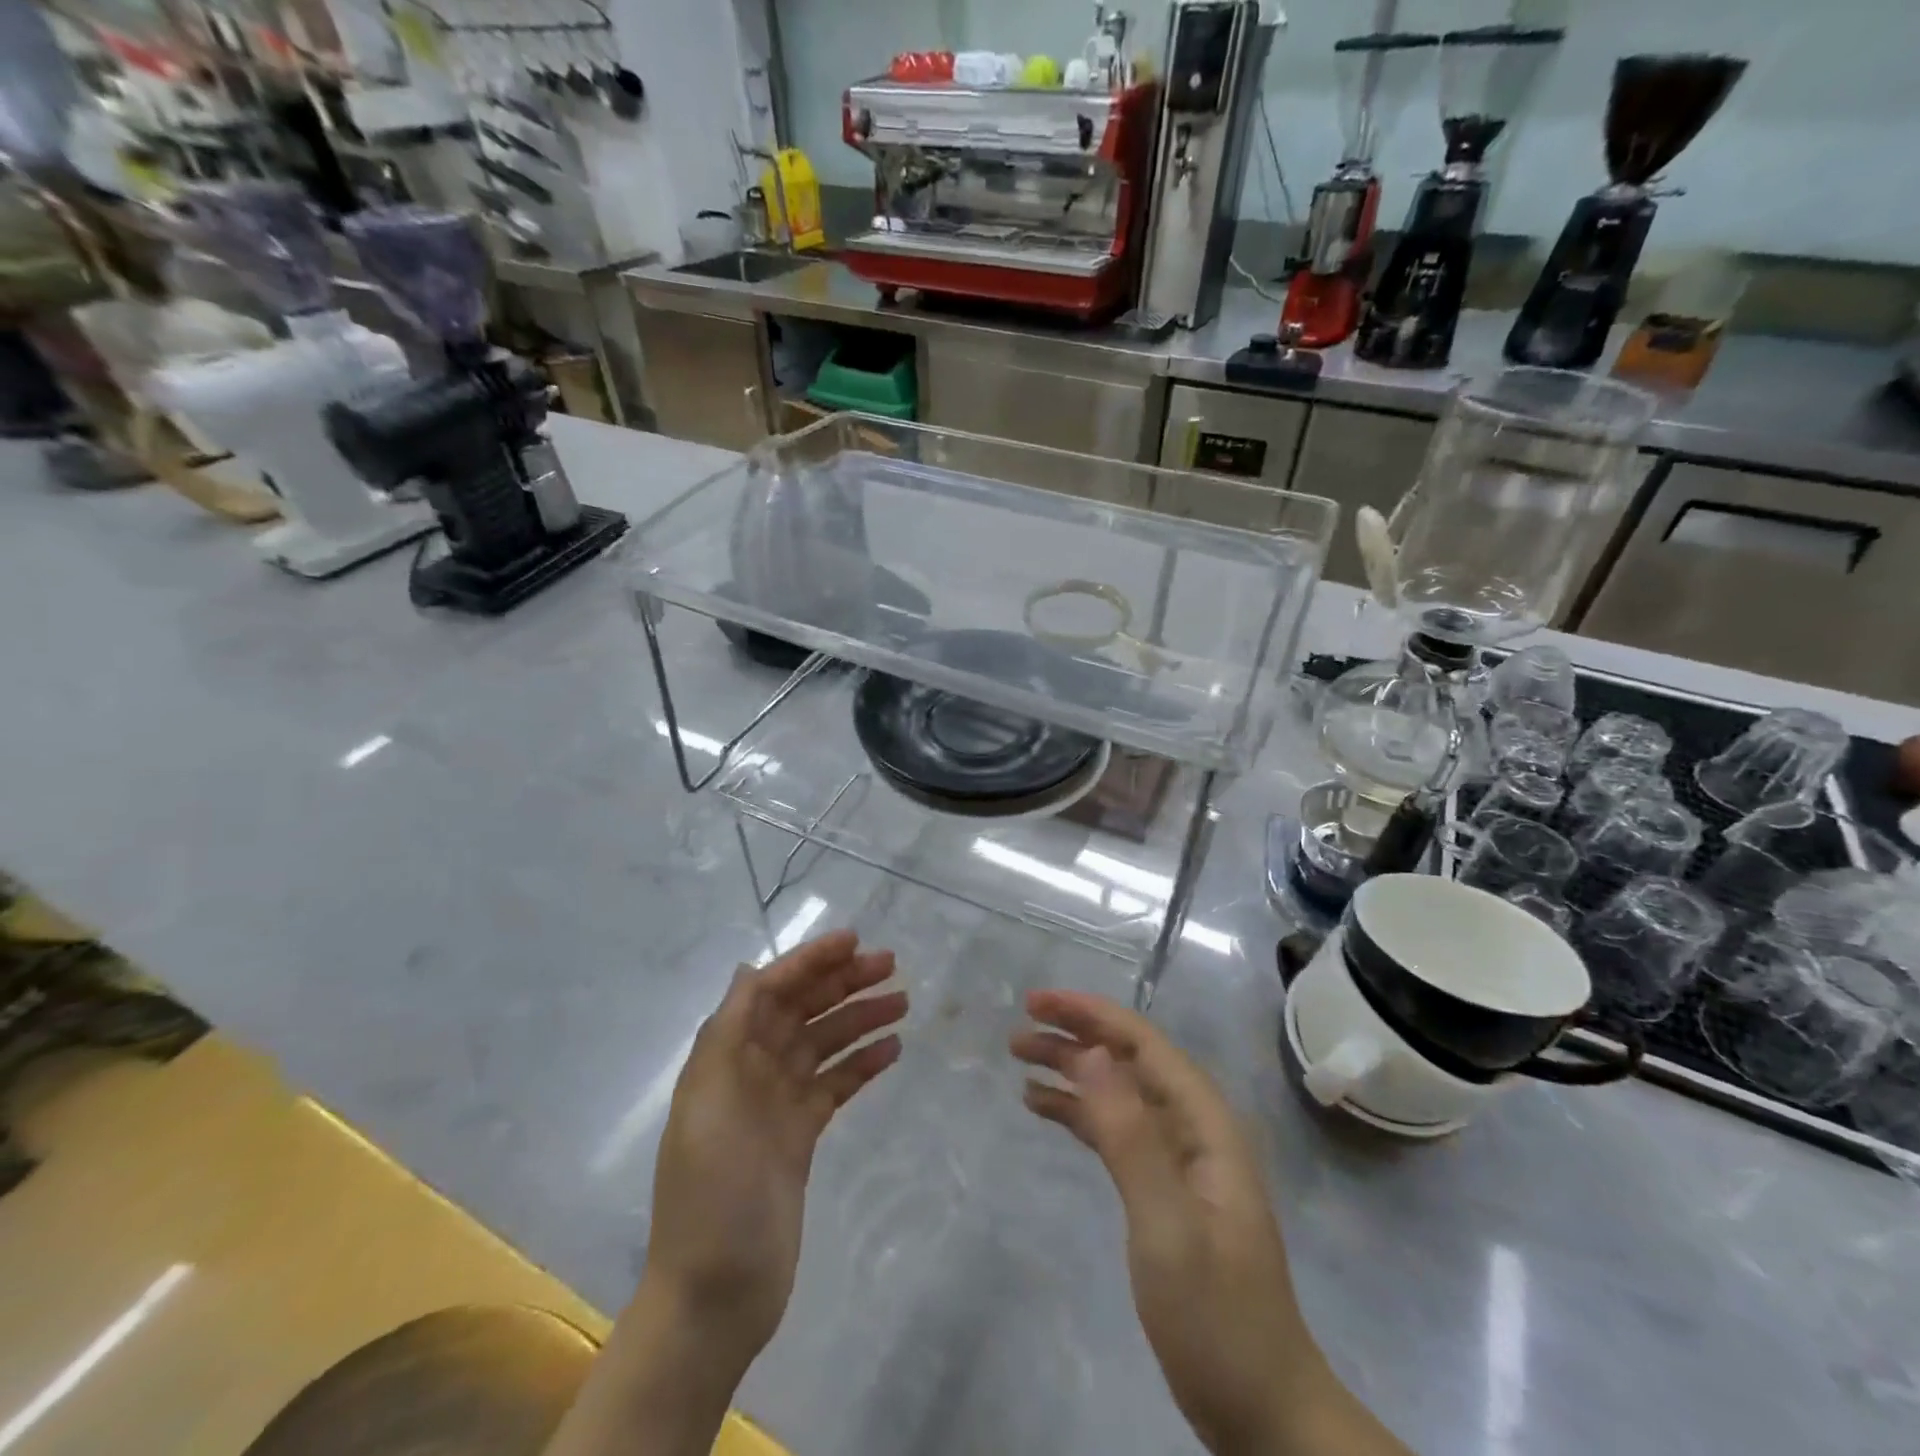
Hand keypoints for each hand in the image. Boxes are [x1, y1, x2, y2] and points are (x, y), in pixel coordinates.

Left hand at [645, 929, 906, 1370]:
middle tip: (891, 965)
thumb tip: (748, 970)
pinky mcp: (800, 1136)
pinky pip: (835, 1085)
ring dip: (859, 1018)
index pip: (769, 991)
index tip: (853, 941)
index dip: (808, 962)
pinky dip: (861, 1064)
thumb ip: (727, 1033)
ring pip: (823, 1044)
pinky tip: (892, 1049)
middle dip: (841, 983)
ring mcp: (777, 1104)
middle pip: (801, 1011)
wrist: (717, 1295)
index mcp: (724, 1057)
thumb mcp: (709, 1104)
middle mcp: (750, 1071)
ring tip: (903, 1003)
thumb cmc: (711, 1194)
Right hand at [1013, 991, 1406, 1455]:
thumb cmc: (1217, 1318)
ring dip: (1072, 1071)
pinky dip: (1079, 1113)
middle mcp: (1193, 1128)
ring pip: (1118, 1093)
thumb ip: (1130, 1136)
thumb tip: (1094, 1052)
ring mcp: (1179, 1160)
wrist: (1263, 1413)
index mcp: (1205, 1123)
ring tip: (1020, 1060)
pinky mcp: (1162, 1189)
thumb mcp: (1167, 1226)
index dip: (1090, 1014)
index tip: (1037, 1002)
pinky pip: (1114, 1131)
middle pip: (1127, 1062)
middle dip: (1074, 1037)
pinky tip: (1042, 1107)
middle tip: (1016, 1033)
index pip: (1142, 1044)